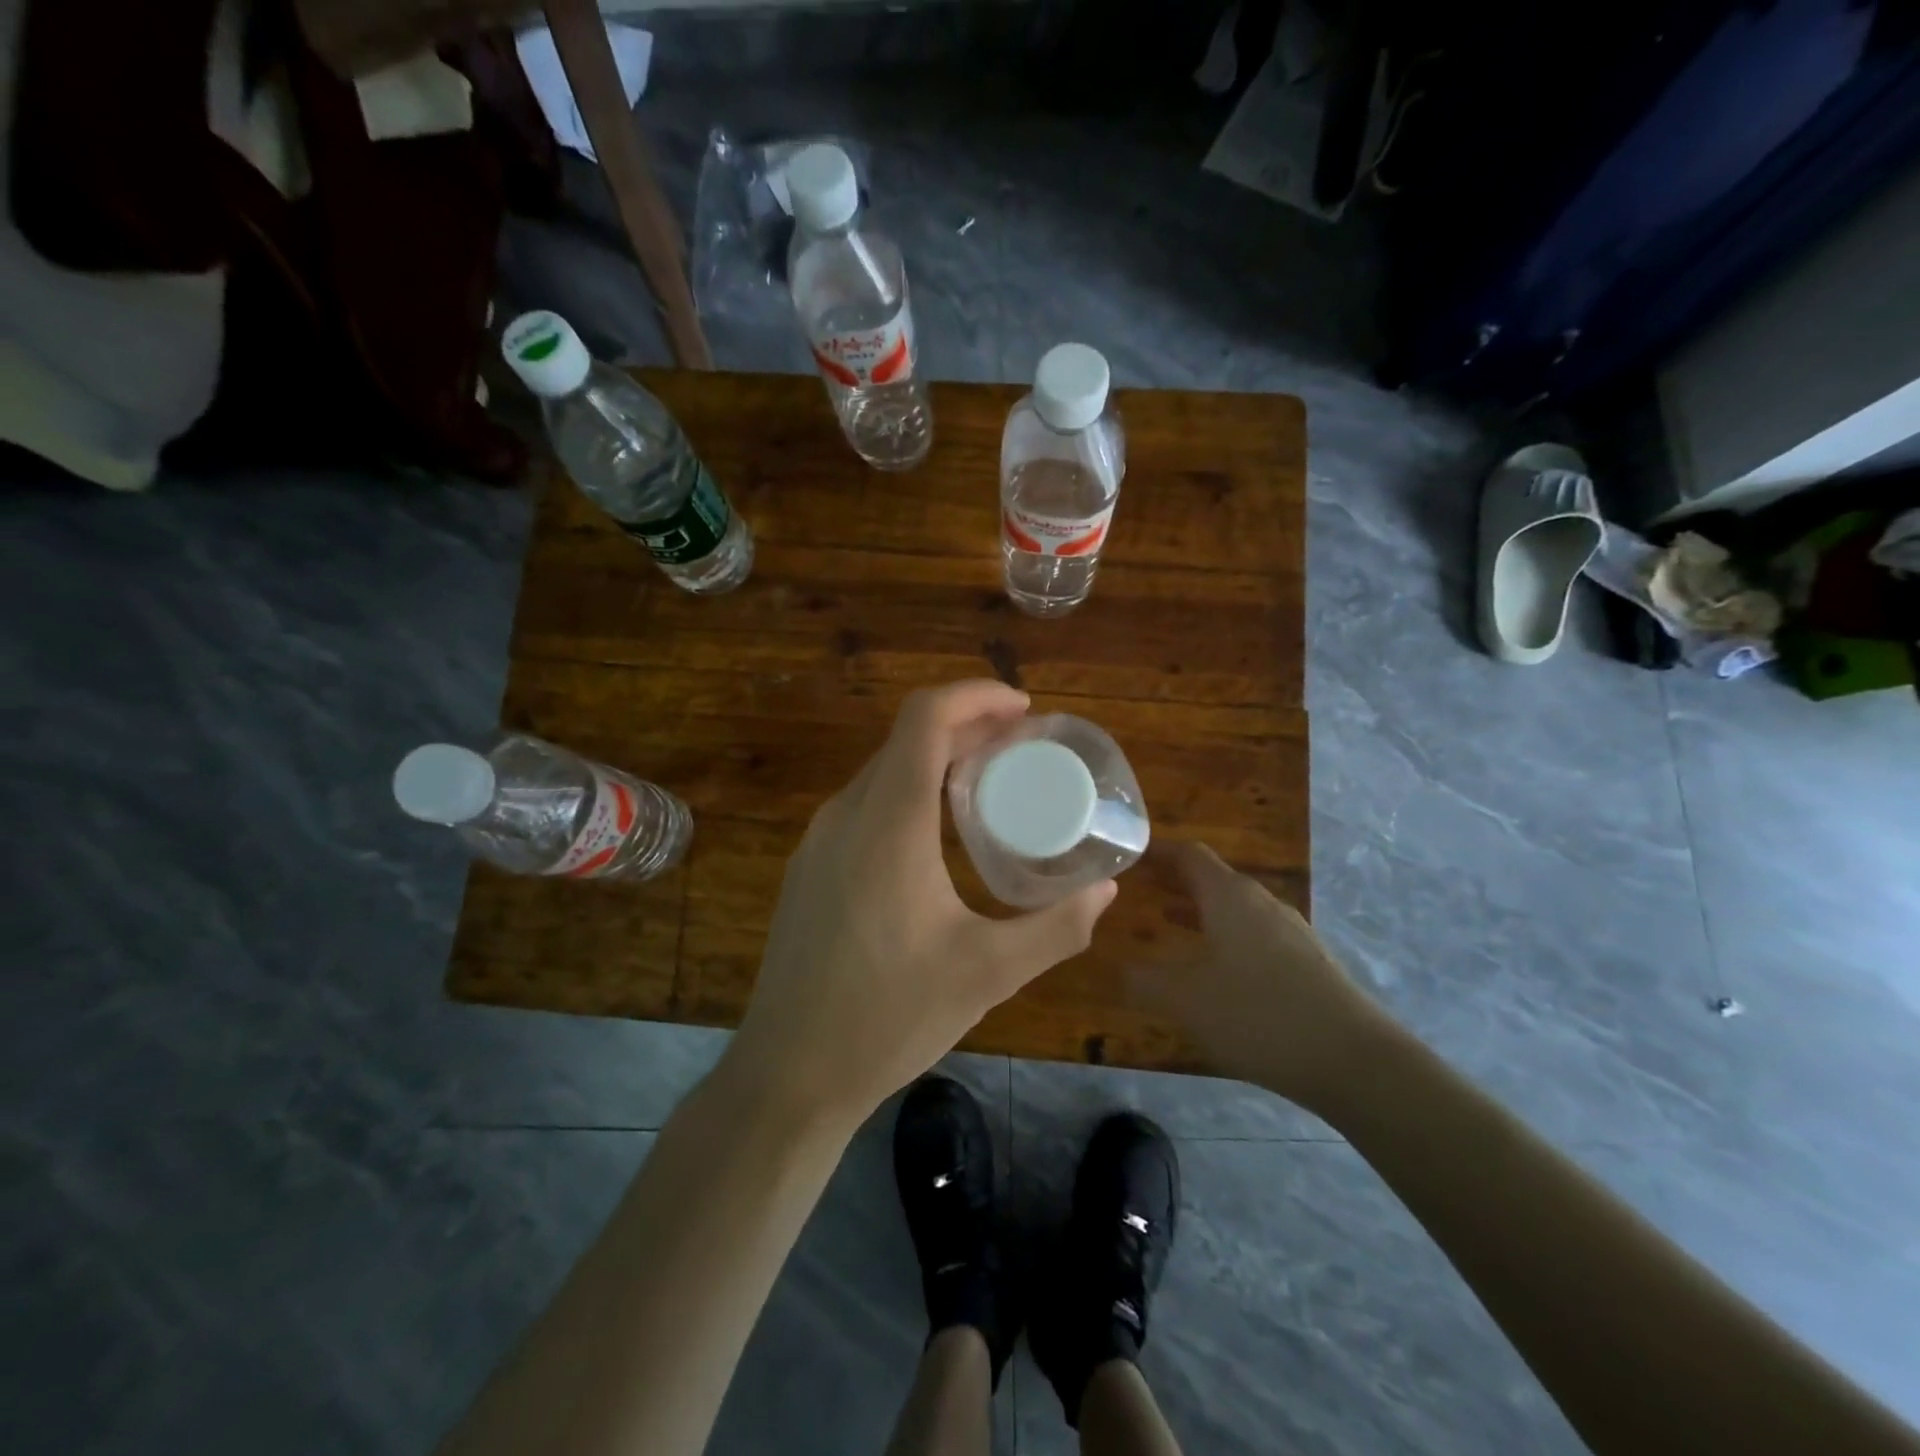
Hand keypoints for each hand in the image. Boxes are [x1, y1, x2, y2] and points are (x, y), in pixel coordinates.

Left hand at [728, 681, 1116, 1124]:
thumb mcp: (987, 974)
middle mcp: (846, 815)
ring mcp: (818, 841)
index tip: (1022, 710)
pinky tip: (935, 838)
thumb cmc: (888, 1018)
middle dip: (966, 728)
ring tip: (988, 786)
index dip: (975, 696)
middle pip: (906, 739)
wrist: (788, 1074)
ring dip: (935, 761)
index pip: (925, 718)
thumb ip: (1056, 928)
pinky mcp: (808, 868)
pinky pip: (863, 805)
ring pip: (883, 772)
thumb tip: (1106, 891)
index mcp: (888, 823)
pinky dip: (907, 793)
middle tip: (1021, 748)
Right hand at [1131, 842, 1392, 1110]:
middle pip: (1215, 879)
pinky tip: (1219, 972)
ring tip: (1170, 926)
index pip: (1190, 855)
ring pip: (1238, 909)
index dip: (1159, 852)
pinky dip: (1228, 938)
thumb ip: (1145, 981)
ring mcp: (1292, 932)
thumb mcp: (1186, 1000)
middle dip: (1177, 883)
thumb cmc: (1259, 1015)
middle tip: (1143, 891)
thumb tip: (1120, 970)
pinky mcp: (1311, 963)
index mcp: (1230, 897)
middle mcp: (1262, 903)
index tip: (1132, 856)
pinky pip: (1258, 936)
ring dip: (1203, 912)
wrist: (1355, 1060)